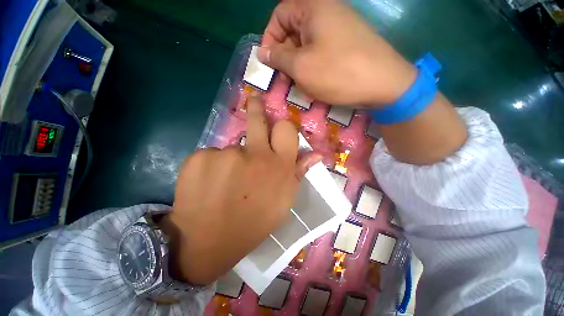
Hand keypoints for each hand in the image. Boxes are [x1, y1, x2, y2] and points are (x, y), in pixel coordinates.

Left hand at [162, 94, 320, 284]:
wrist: (208, 242)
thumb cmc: (253, 223)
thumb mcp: (283, 202)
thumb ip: (298, 174)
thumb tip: (316, 154)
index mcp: (278, 166)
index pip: (286, 129)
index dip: (283, 127)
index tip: (277, 128)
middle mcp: (254, 154)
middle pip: (259, 119)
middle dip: (258, 107)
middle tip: (256, 100)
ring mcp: (225, 154)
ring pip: (233, 147)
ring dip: (232, 159)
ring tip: (226, 183)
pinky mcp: (199, 157)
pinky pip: (211, 155)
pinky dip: (212, 166)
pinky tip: (209, 185)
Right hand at [258, 0, 416, 105]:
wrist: (383, 84)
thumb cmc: (337, 72)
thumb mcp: (301, 66)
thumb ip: (278, 57)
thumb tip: (262, 52)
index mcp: (313, 8)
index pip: (279, 15)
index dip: (270, 38)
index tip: (269, 62)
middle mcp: (326, 12)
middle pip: (293, 30)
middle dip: (285, 55)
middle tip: (285, 78)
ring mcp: (339, 28)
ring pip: (306, 44)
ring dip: (299, 64)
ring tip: (300, 83)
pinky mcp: (346, 44)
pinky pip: (320, 51)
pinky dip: (312, 66)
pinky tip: (314, 81)